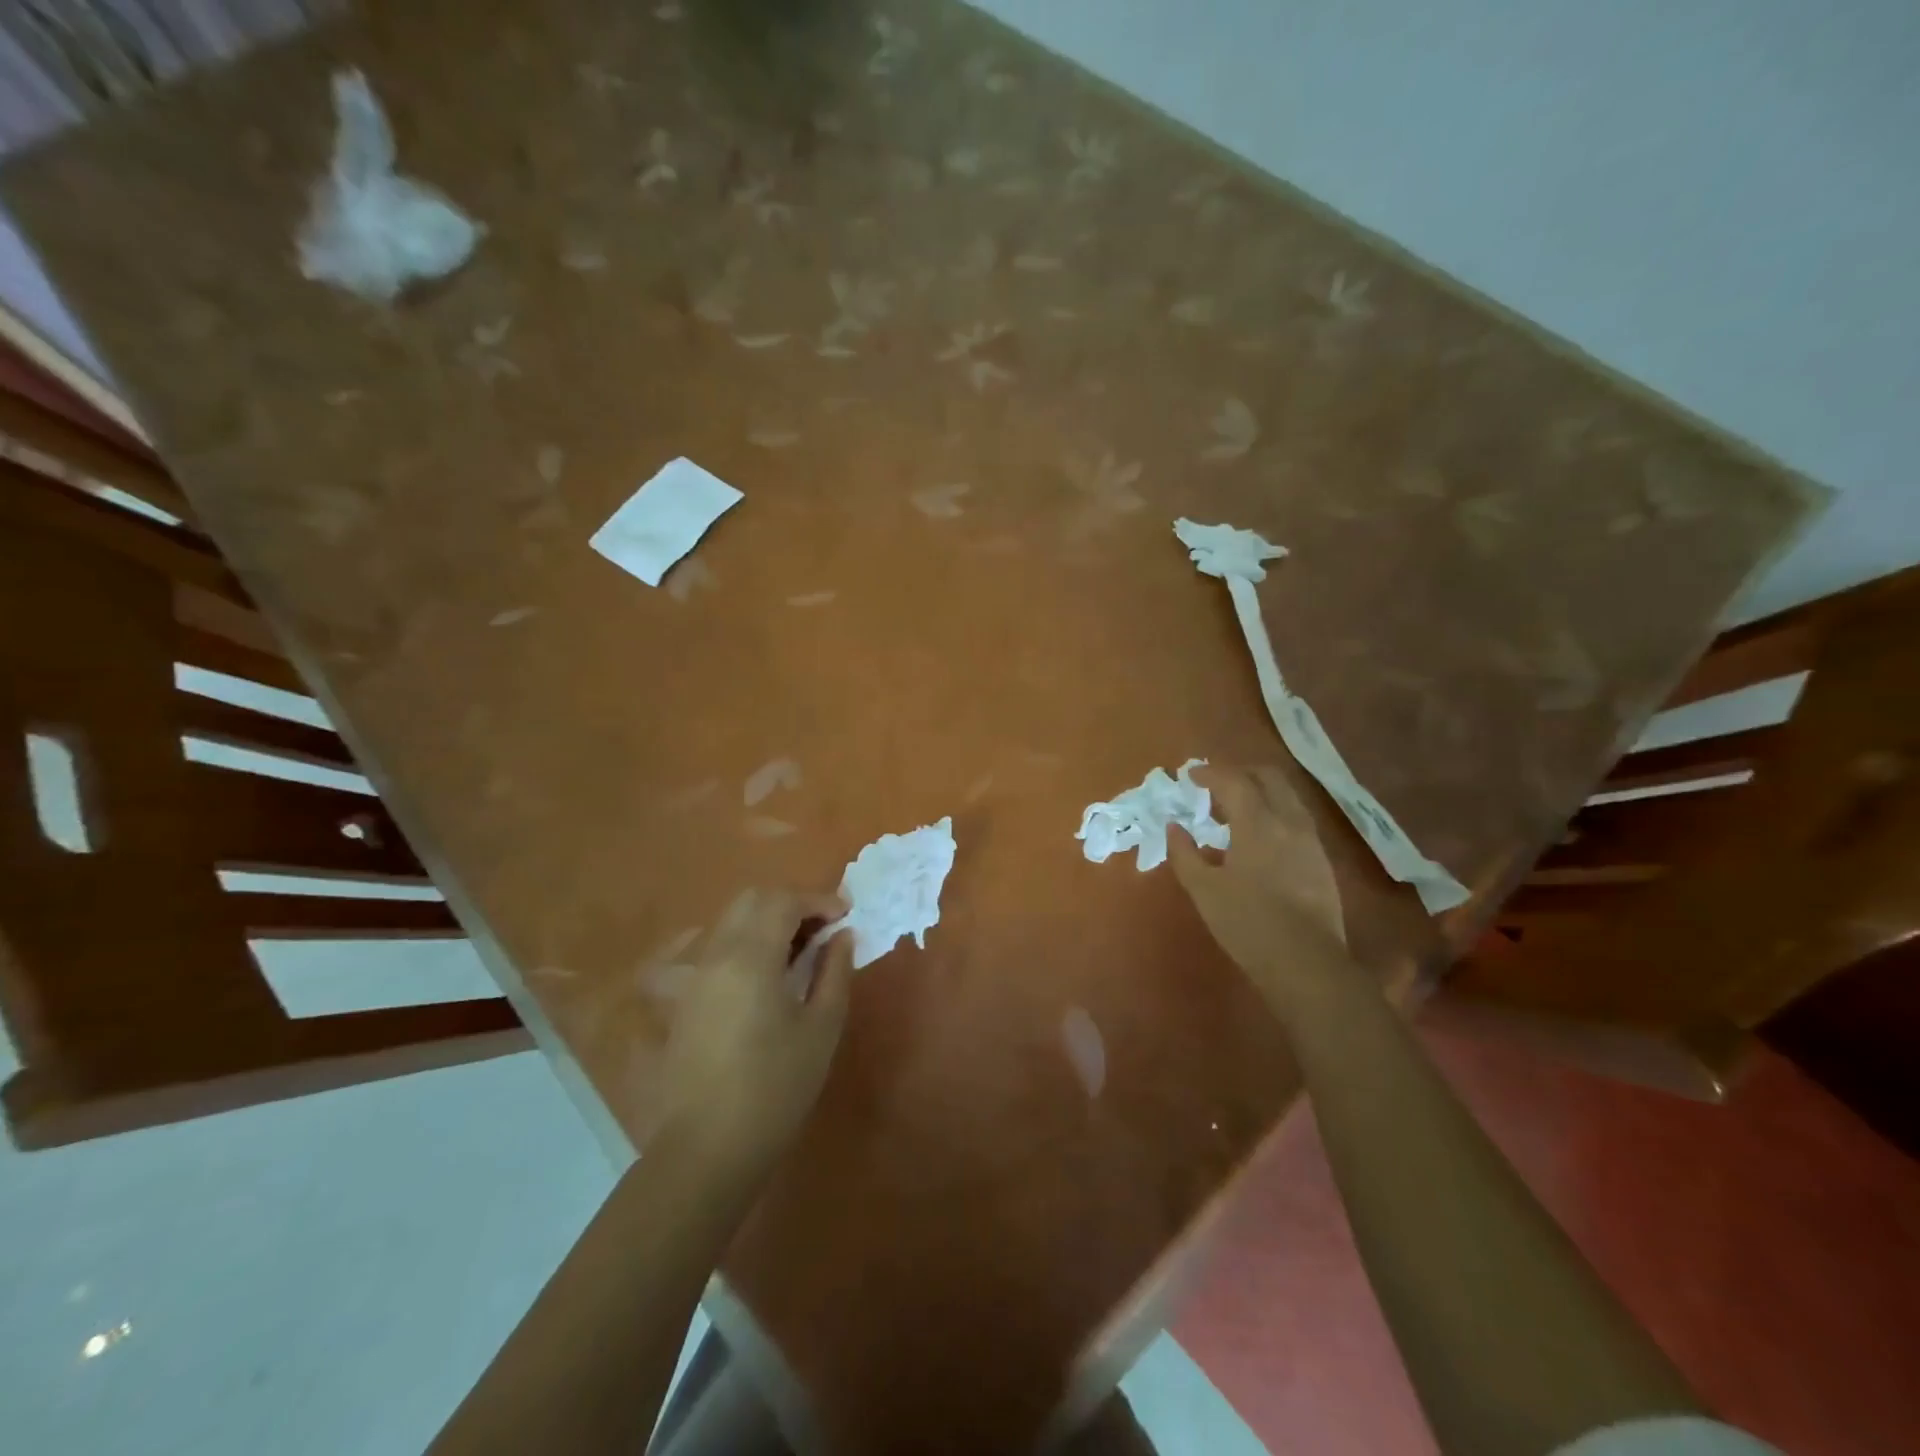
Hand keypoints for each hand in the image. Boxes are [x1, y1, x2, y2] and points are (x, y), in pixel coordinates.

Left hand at [654, 887, 854, 1178]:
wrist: (707, 1149)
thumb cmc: (775, 1088)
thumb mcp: (821, 1029)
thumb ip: (834, 972)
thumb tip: (842, 936)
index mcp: (750, 956)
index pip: (784, 901)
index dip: (819, 900)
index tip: (845, 916)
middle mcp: (715, 953)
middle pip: (752, 900)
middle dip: (791, 903)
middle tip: (822, 929)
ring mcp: (693, 975)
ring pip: (729, 921)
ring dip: (766, 920)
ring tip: (795, 950)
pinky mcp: (682, 998)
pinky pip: (710, 948)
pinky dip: (739, 942)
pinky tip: (754, 971)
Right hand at [1168, 763, 1353, 1008]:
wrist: (1307, 963)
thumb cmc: (1248, 924)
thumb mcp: (1204, 890)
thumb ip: (1184, 853)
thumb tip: (1174, 827)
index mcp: (1258, 824)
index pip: (1234, 781)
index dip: (1210, 773)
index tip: (1190, 775)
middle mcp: (1289, 822)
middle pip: (1269, 777)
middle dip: (1240, 771)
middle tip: (1215, 783)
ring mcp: (1310, 839)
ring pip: (1287, 795)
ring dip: (1260, 790)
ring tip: (1235, 806)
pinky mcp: (1321, 859)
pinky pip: (1296, 817)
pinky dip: (1274, 810)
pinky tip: (1259, 834)